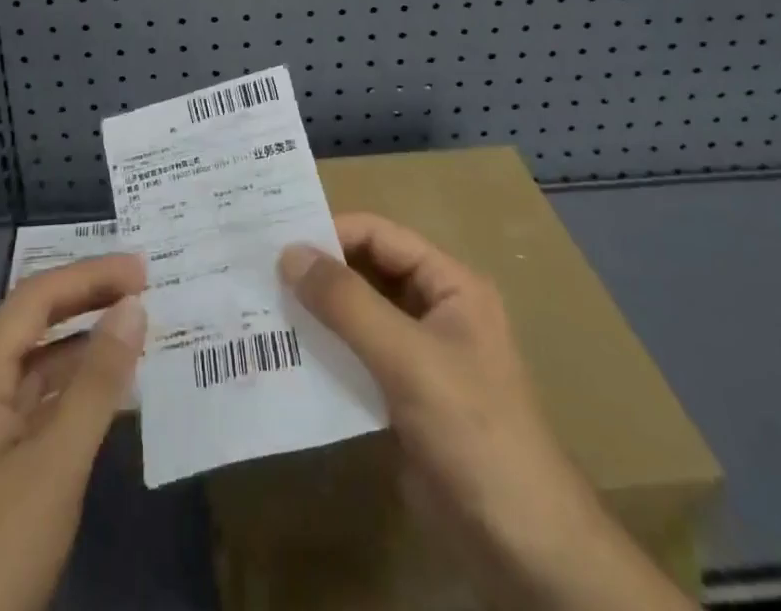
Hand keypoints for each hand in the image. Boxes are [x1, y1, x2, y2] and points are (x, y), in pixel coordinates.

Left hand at [0, 254, 146, 610]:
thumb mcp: (55, 466)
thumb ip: (96, 382)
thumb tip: (133, 306)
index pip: (35, 298)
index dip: (88, 276)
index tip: (143, 271)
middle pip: (33, 325)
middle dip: (86, 300)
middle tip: (144, 290)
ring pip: (37, 368)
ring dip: (83, 345)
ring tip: (135, 334)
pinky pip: (38, 408)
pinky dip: (74, 391)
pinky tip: (108, 398)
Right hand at [280, 213, 690, 610]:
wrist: (521, 549)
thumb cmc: (472, 430)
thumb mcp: (408, 358)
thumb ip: (348, 304)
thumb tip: (289, 253)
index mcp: (449, 285)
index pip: (381, 237)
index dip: (332, 233)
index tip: (277, 239)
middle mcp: (433, 309)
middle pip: (367, 272)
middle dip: (319, 271)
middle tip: (259, 269)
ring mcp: (417, 354)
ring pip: (357, 315)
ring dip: (316, 312)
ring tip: (260, 306)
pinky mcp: (401, 396)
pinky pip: (355, 357)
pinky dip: (324, 351)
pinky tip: (284, 354)